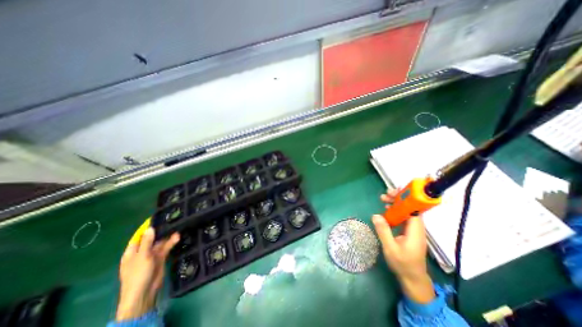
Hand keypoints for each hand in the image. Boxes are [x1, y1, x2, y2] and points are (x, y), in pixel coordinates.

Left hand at [116, 229, 179, 320]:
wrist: (144, 292)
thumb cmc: (138, 274)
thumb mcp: (142, 256)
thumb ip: (147, 242)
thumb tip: (151, 228)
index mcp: (132, 251)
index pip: (139, 236)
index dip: (147, 228)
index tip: (158, 218)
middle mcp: (142, 251)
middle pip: (152, 238)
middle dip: (161, 231)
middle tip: (172, 220)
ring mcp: (152, 255)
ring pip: (161, 242)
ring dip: (168, 236)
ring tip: (178, 227)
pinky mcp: (161, 258)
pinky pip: (166, 248)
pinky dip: (171, 242)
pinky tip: (178, 237)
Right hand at [373, 189, 430, 303]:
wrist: (413, 279)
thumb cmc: (403, 264)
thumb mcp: (390, 248)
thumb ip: (383, 231)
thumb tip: (375, 215)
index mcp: (415, 231)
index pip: (414, 210)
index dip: (405, 199)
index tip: (393, 193)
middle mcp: (417, 228)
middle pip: (410, 208)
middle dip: (398, 199)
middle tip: (384, 195)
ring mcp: (413, 230)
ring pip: (406, 212)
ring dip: (396, 204)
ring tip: (383, 199)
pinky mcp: (409, 232)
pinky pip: (403, 218)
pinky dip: (395, 211)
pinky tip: (386, 210)